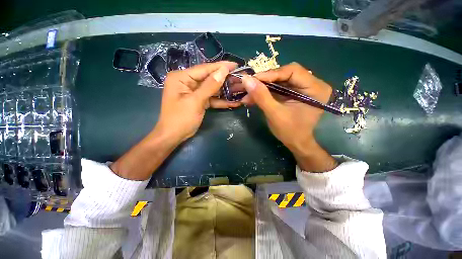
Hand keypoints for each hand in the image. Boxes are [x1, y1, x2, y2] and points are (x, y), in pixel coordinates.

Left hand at [111, 62, 240, 179]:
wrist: (174, 136)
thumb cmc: (181, 118)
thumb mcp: (196, 101)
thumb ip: (210, 86)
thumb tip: (223, 71)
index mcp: (181, 78)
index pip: (204, 69)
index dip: (220, 67)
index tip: (235, 65)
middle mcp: (187, 82)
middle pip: (209, 78)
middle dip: (225, 80)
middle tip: (240, 78)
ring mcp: (194, 92)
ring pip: (212, 89)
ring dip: (225, 91)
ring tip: (240, 89)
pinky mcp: (199, 101)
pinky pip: (211, 98)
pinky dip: (221, 101)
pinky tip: (233, 102)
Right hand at [242, 62, 337, 171]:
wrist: (296, 143)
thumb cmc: (290, 132)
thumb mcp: (274, 114)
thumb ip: (261, 96)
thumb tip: (246, 79)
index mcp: (315, 88)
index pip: (292, 71)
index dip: (271, 74)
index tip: (253, 79)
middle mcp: (312, 84)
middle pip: (285, 74)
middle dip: (265, 80)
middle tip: (250, 85)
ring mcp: (302, 88)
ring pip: (279, 80)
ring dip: (263, 87)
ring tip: (249, 92)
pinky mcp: (294, 93)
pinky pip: (278, 87)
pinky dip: (265, 92)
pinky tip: (254, 96)